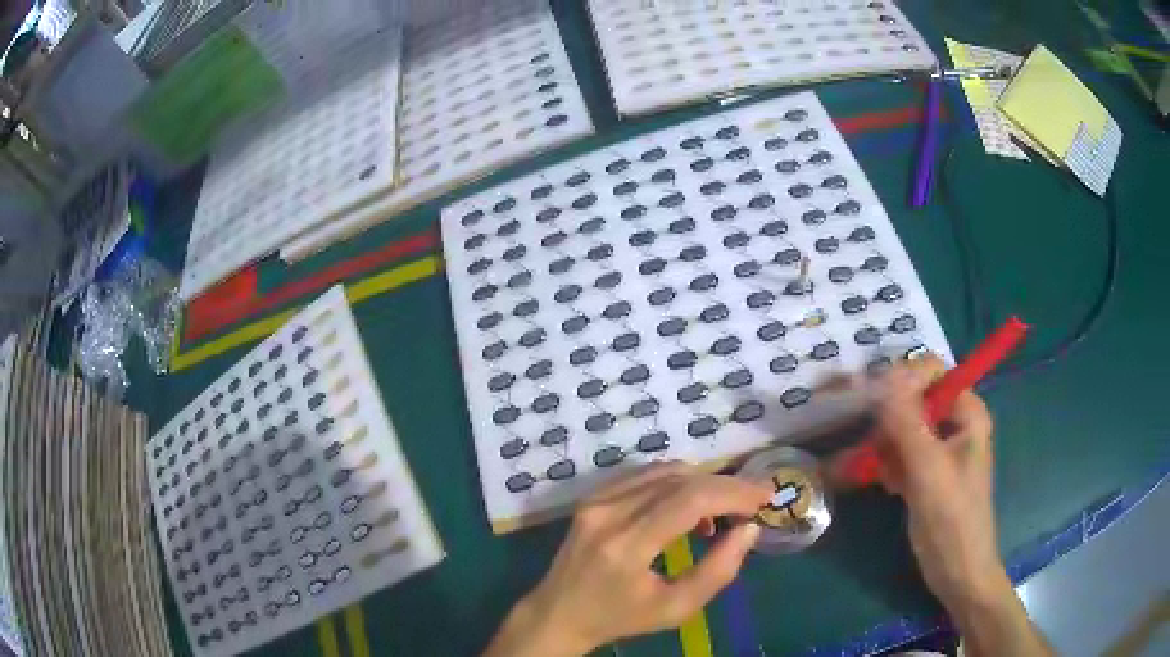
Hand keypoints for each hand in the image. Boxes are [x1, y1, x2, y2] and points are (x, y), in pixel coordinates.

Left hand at [485, 463, 770, 656]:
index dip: (734, 492)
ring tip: (723, 512)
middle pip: (680, 479)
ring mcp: (596, 500)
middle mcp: (608, 512)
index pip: (689, 500)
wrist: (558, 613)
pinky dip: (677, 483)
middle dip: (725, 485)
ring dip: (703, 484)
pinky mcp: (592, 496)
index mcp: (626, 546)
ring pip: (664, 471)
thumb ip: (718, 571)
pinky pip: (645, 476)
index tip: (765, 498)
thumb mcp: (675, 609)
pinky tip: (690, 508)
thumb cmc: (619, 618)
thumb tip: (749, 529)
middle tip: (752, 503)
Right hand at [870, 355, 1006, 610]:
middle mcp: (956, 424)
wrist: (957, 571)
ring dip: (889, 447)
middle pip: (916, 400)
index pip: (933, 373)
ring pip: (905, 428)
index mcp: (968, 413)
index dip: (905, 382)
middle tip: (879, 448)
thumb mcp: (928, 467)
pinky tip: (888, 486)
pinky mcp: (928, 472)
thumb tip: (885, 375)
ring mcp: (941, 449)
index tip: (878, 407)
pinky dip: (892, 465)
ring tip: (884, 473)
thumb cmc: (952, 518)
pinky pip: (904, 453)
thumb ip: (906, 421)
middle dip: (893, 422)